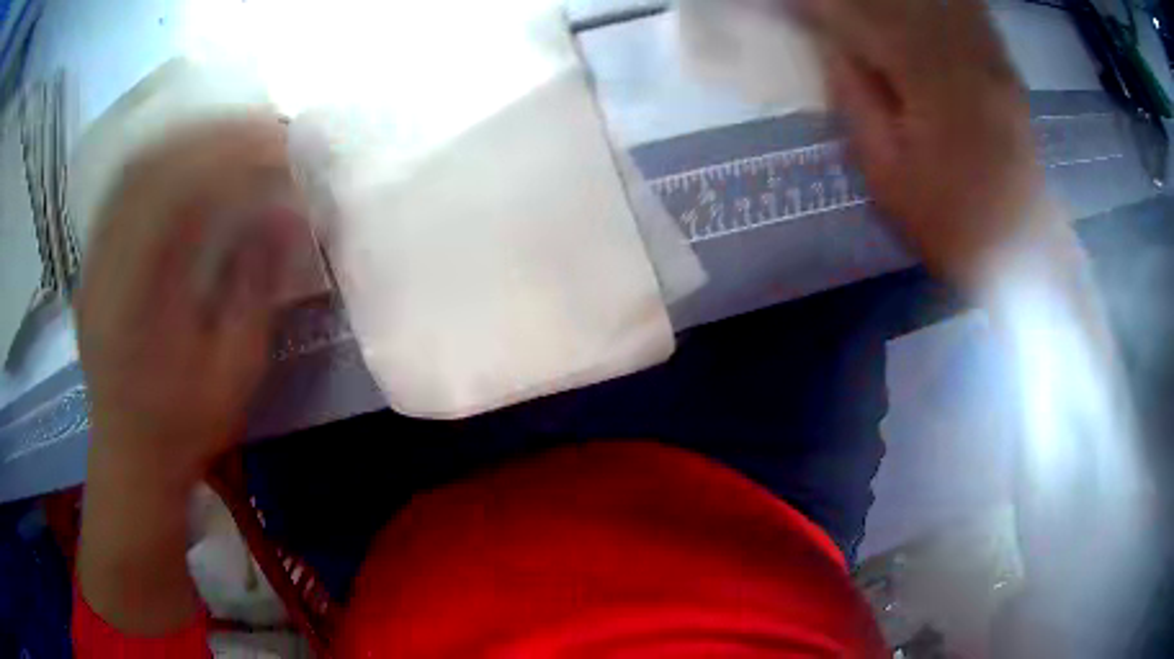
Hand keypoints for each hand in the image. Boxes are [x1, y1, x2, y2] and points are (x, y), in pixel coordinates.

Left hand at [77, 115, 300, 488]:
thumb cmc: (184, 426)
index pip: (184, 193)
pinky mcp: (93, 259)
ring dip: (187, 138)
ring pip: (136, 168)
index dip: (236, 155)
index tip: (282, 144)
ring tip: (230, 133)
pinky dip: (159, 159)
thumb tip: (288, 214)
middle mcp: (110, 265)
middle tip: (264, 127)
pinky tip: (185, 158)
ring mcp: (96, 258)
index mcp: (142, 299)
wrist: (130, 454)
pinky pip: (122, 187)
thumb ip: (257, 290)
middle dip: (215, 135)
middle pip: (156, 166)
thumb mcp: (234, 373)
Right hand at [805, 0, 1049, 286]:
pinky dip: (939, 3)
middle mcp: (964, 57)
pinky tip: (918, 8)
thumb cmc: (950, 224)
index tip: (798, 4)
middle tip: (832, 5)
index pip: (865, 19)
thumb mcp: (887, 176)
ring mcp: (990, 59)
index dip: (827, 6)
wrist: (1023, 252)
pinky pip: (968, 13)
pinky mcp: (1005, 69)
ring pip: (937, 1)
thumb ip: (856, 101)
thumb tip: (832, 46)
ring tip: (868, 5)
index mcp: (930, 84)